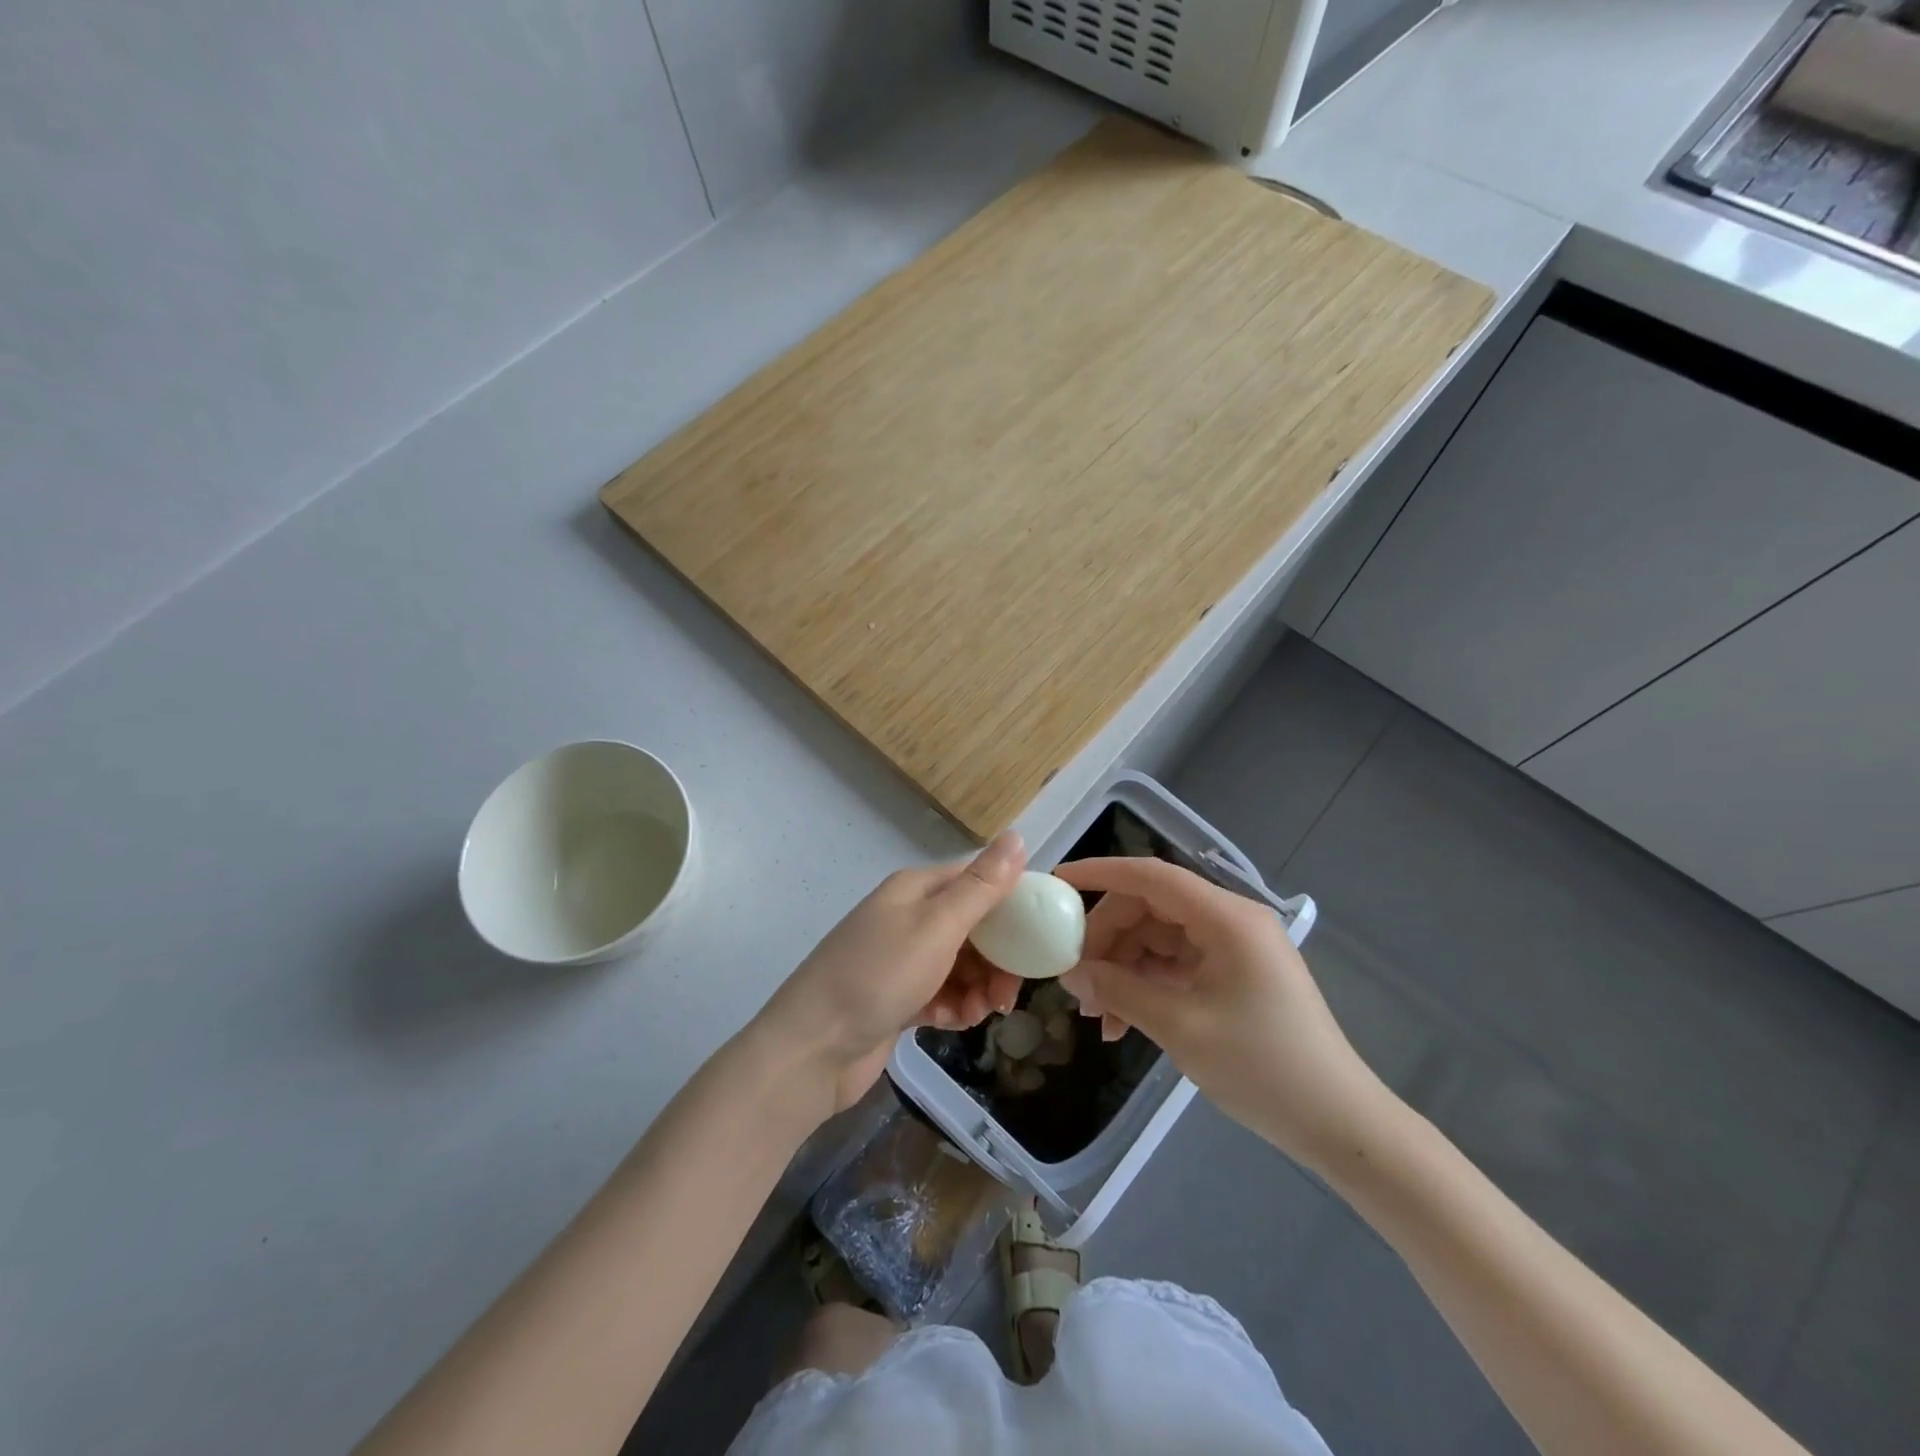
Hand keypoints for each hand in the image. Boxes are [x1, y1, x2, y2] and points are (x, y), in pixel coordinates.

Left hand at [754, 833, 1027, 1119]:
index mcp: (916, 889)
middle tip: (1009, 992)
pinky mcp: (896, 998)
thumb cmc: (878, 977)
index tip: (1038, 939)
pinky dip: (953, 1006)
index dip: (1011, 905)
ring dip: (978, 987)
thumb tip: (1016, 835)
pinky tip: (954, 1022)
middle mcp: (908, 917)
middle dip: (997, 957)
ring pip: (960, 964)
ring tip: (981, 1013)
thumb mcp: (937, 927)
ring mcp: (900, 959)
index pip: (977, 881)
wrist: (811, 1050)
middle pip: (972, 927)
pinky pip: (940, 993)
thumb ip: (981, 887)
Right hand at [1056, 857, 1388, 1169]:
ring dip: (1123, 970)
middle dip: (1107, 940)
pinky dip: (1145, 986)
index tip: (1057, 883)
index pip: (1151, 876)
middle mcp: (1230, 921)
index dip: (1101, 873)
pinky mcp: (1232, 975)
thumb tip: (1070, 971)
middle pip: (1150, 909)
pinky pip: (1174, 965)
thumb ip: (1120, 991)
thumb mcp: (1181, 1027)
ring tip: (1096, 1016)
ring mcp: (1232, 948)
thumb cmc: (1264, 1069)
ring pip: (1157, 939)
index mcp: (1227, 918)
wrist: (1339, 1125)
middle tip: (1076, 982)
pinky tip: (1122, 1024)